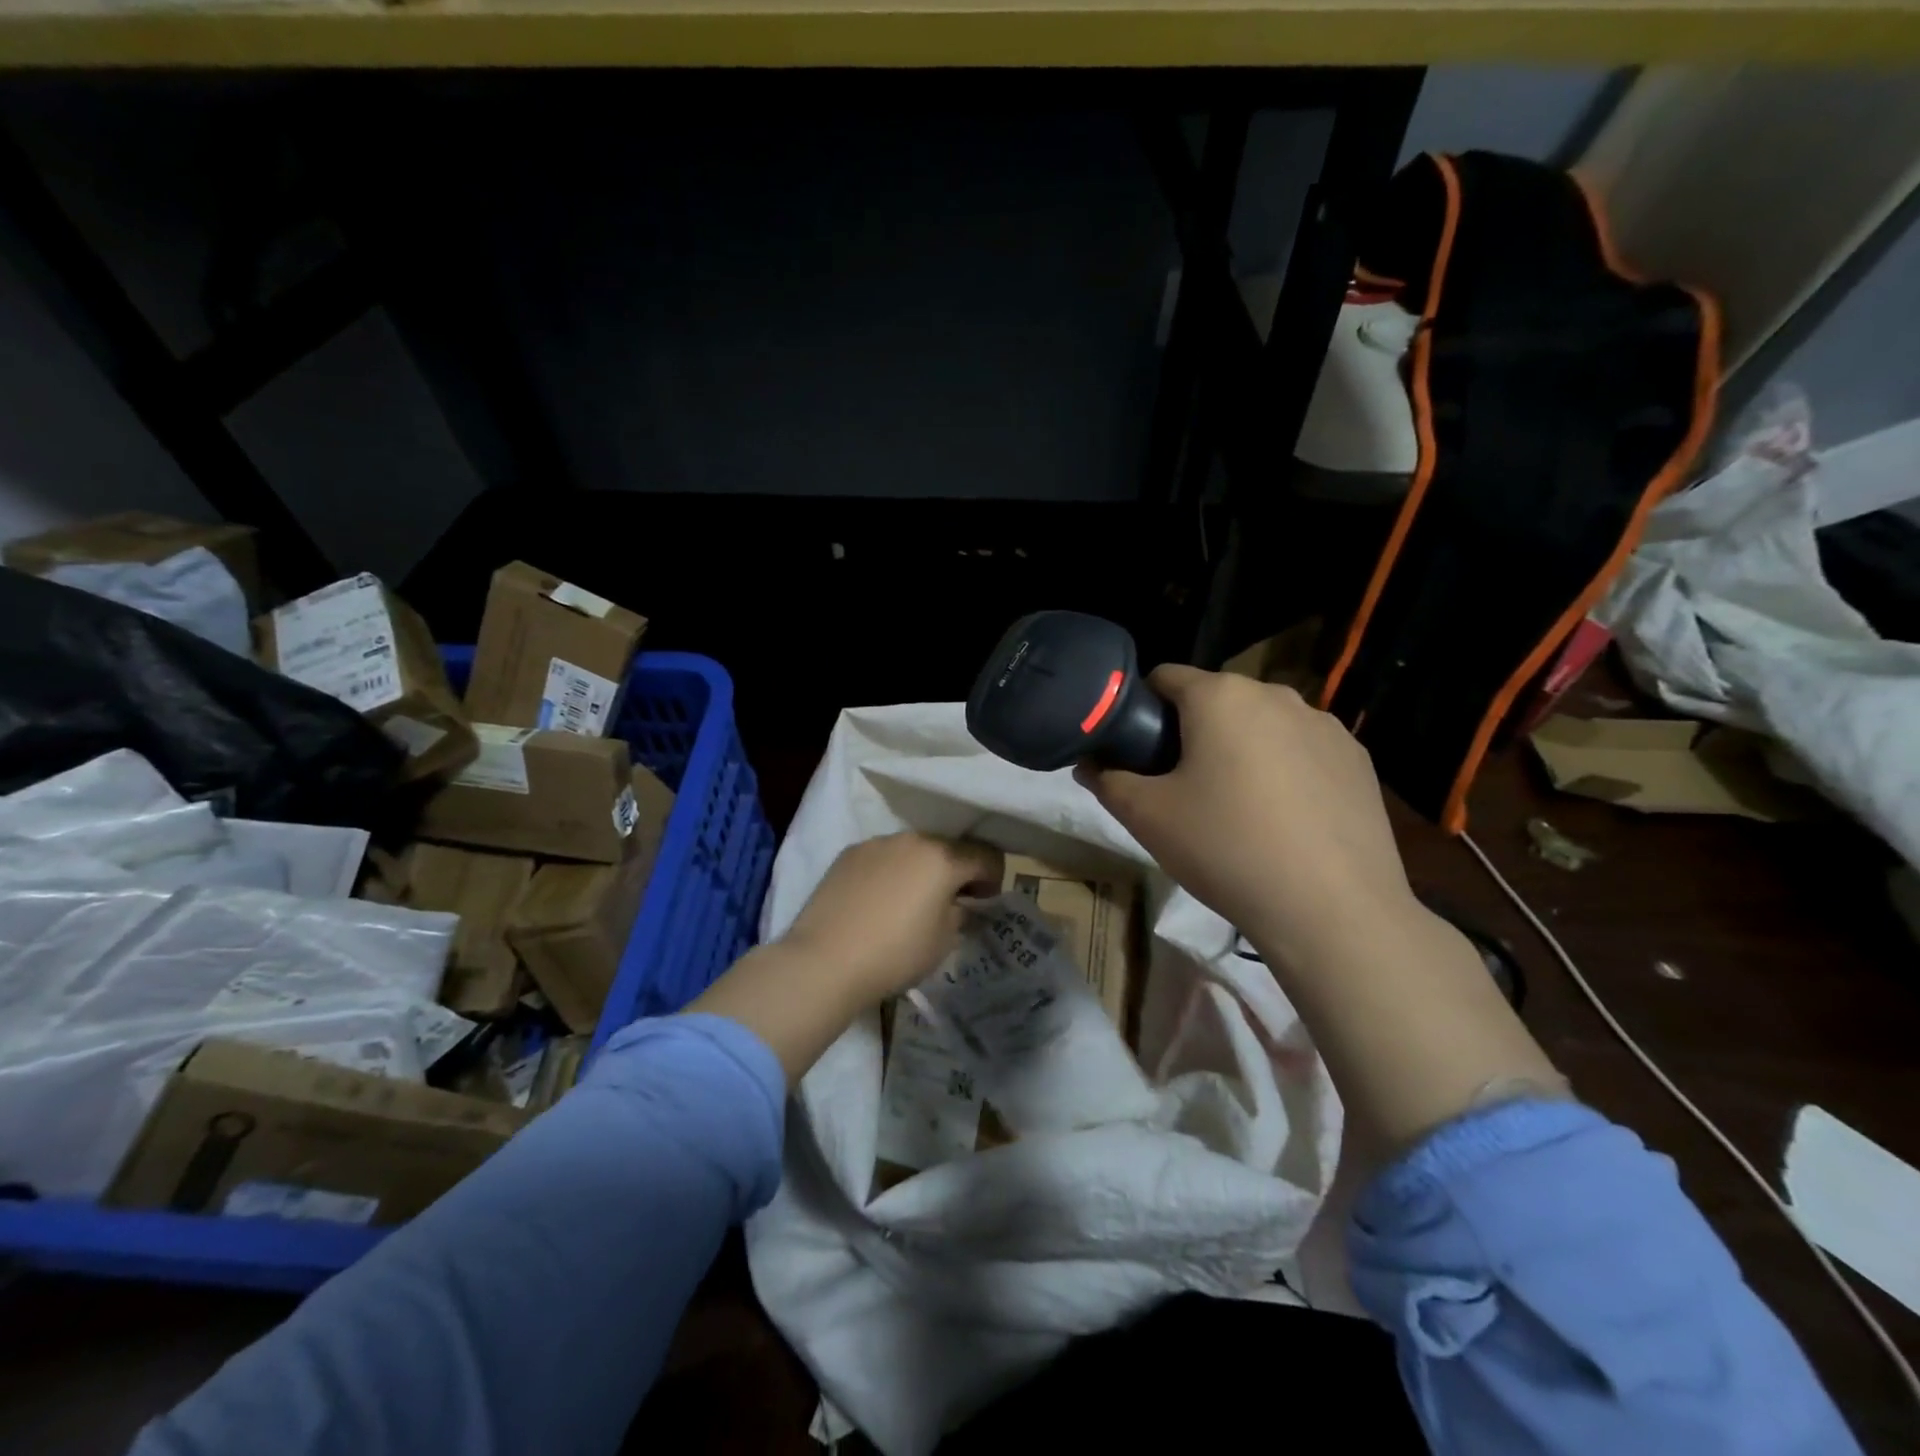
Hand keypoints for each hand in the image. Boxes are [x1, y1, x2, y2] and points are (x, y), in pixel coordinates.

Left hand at [781, 834, 1003, 1003]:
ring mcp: (876, 844)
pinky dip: (891, 873)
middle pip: (948, 848)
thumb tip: (960, 904)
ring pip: (913, 850)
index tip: (984, 902)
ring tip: (909, 903)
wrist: (824, 961)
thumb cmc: (896, 953)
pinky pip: (883, 858)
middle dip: (956, 872)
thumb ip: (960, 914)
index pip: (985, 855)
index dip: (993, 878)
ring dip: (921, 870)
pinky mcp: (848, 854)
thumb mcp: (944, 941)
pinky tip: (878, 902)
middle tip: (950, 903)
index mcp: (943, 858)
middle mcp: (912, 840)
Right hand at [1078, 666, 1416, 968]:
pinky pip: (1303, 751)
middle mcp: (1275, 695)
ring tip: (1237, 808)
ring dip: (1241, 749)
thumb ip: (1107, 780)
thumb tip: (1089, 764)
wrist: (1331, 909)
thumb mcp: (1146, 817)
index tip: (1138, 752)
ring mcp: (1325, 725)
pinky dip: (1285, 770)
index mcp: (1220, 696)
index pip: (1164, 677)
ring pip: (1262, 725)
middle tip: (1182, 788)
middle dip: (1193, 732)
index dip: (1141, 709)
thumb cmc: (1225, 848)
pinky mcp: (1358, 759)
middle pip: (1216, 701)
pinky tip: (1285, 820)